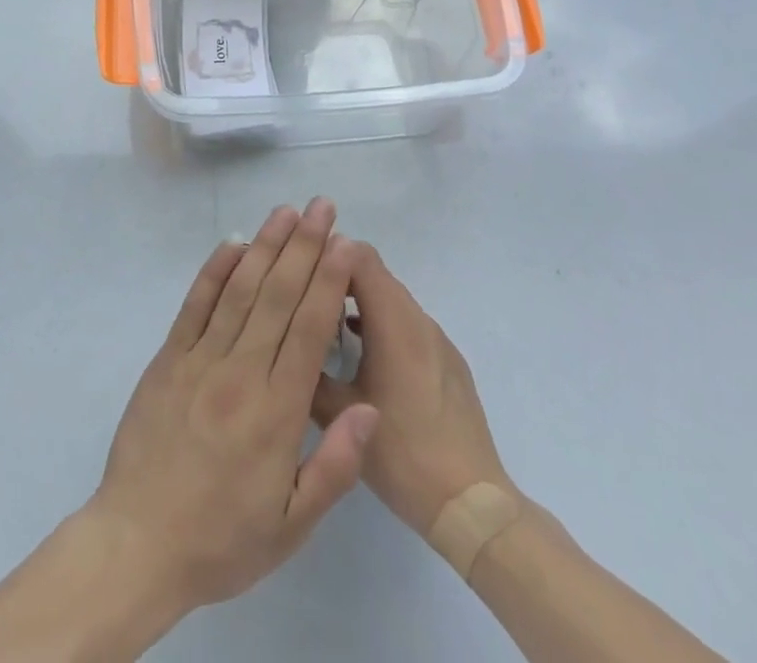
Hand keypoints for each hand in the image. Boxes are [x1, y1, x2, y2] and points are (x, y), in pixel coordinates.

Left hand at [85, 199, 379, 613]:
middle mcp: (239, 373)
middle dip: (304, 247)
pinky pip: (194, 305)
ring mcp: (199, 360)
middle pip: (277, 297)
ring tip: (286, 213)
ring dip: (265, 247)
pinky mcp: (168, 358)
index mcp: (275, 413)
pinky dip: (214, 271)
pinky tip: (233, 243)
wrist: (137, 545)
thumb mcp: (291, 525)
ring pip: (239, 290)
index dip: (328, 280)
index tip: (344, 243)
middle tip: (322, 207)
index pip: (308, 330)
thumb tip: (371, 408)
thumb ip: (335, 465)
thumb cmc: (222, 539)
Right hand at [311, 244, 516, 536]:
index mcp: (394, 322)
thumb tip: (284, 342)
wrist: (472, 503)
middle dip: (337, 274)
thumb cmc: (402, 453)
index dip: (326, 253)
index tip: (297, 267)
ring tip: (324, 321)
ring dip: (359, 300)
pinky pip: (407, 323)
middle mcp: (418, 319)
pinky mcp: (447, 361)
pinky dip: (380, 322)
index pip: (359, 256)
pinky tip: (359, 352)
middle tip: (303, 292)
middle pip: (375, 272)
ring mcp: (437, 339)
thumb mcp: (340, 415)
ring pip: (391, 298)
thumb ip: (309, 371)